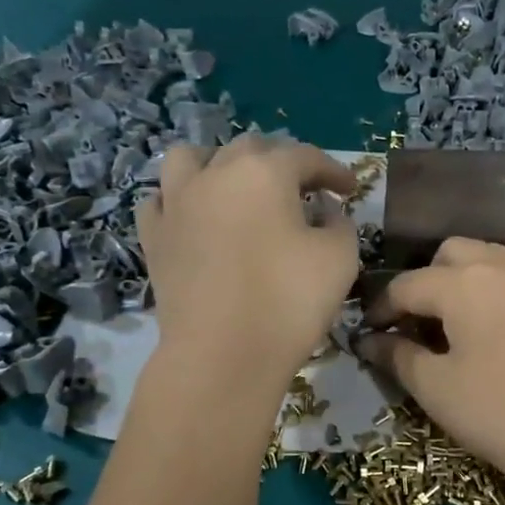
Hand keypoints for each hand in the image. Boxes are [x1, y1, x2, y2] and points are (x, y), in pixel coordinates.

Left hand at [137, 136, 358, 397]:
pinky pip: (161, 200)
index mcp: (264, 171)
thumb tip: (324, 211)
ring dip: (218, 164)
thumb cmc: (289, 301)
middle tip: (303, 190)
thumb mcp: (340, 258)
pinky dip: (180, 200)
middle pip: (250, 149)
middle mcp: (216, 173)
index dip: (333, 170)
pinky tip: (196, 218)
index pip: (306, 156)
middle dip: (281, 163)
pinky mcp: (154, 237)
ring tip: (235, 186)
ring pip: (191, 159)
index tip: (350, 190)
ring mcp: (177, 203)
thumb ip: (340, 223)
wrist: (222, 355)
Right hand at [358, 239, 504, 503]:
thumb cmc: (503, 415)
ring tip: (464, 324)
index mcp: (465, 283)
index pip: (407, 284)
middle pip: (453, 253)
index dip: (382, 308)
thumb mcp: (438, 390)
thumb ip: (397, 356)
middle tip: (421, 323)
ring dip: (469, 281)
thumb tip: (369, 340)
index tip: (371, 333)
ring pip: (495, 260)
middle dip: (428, 280)